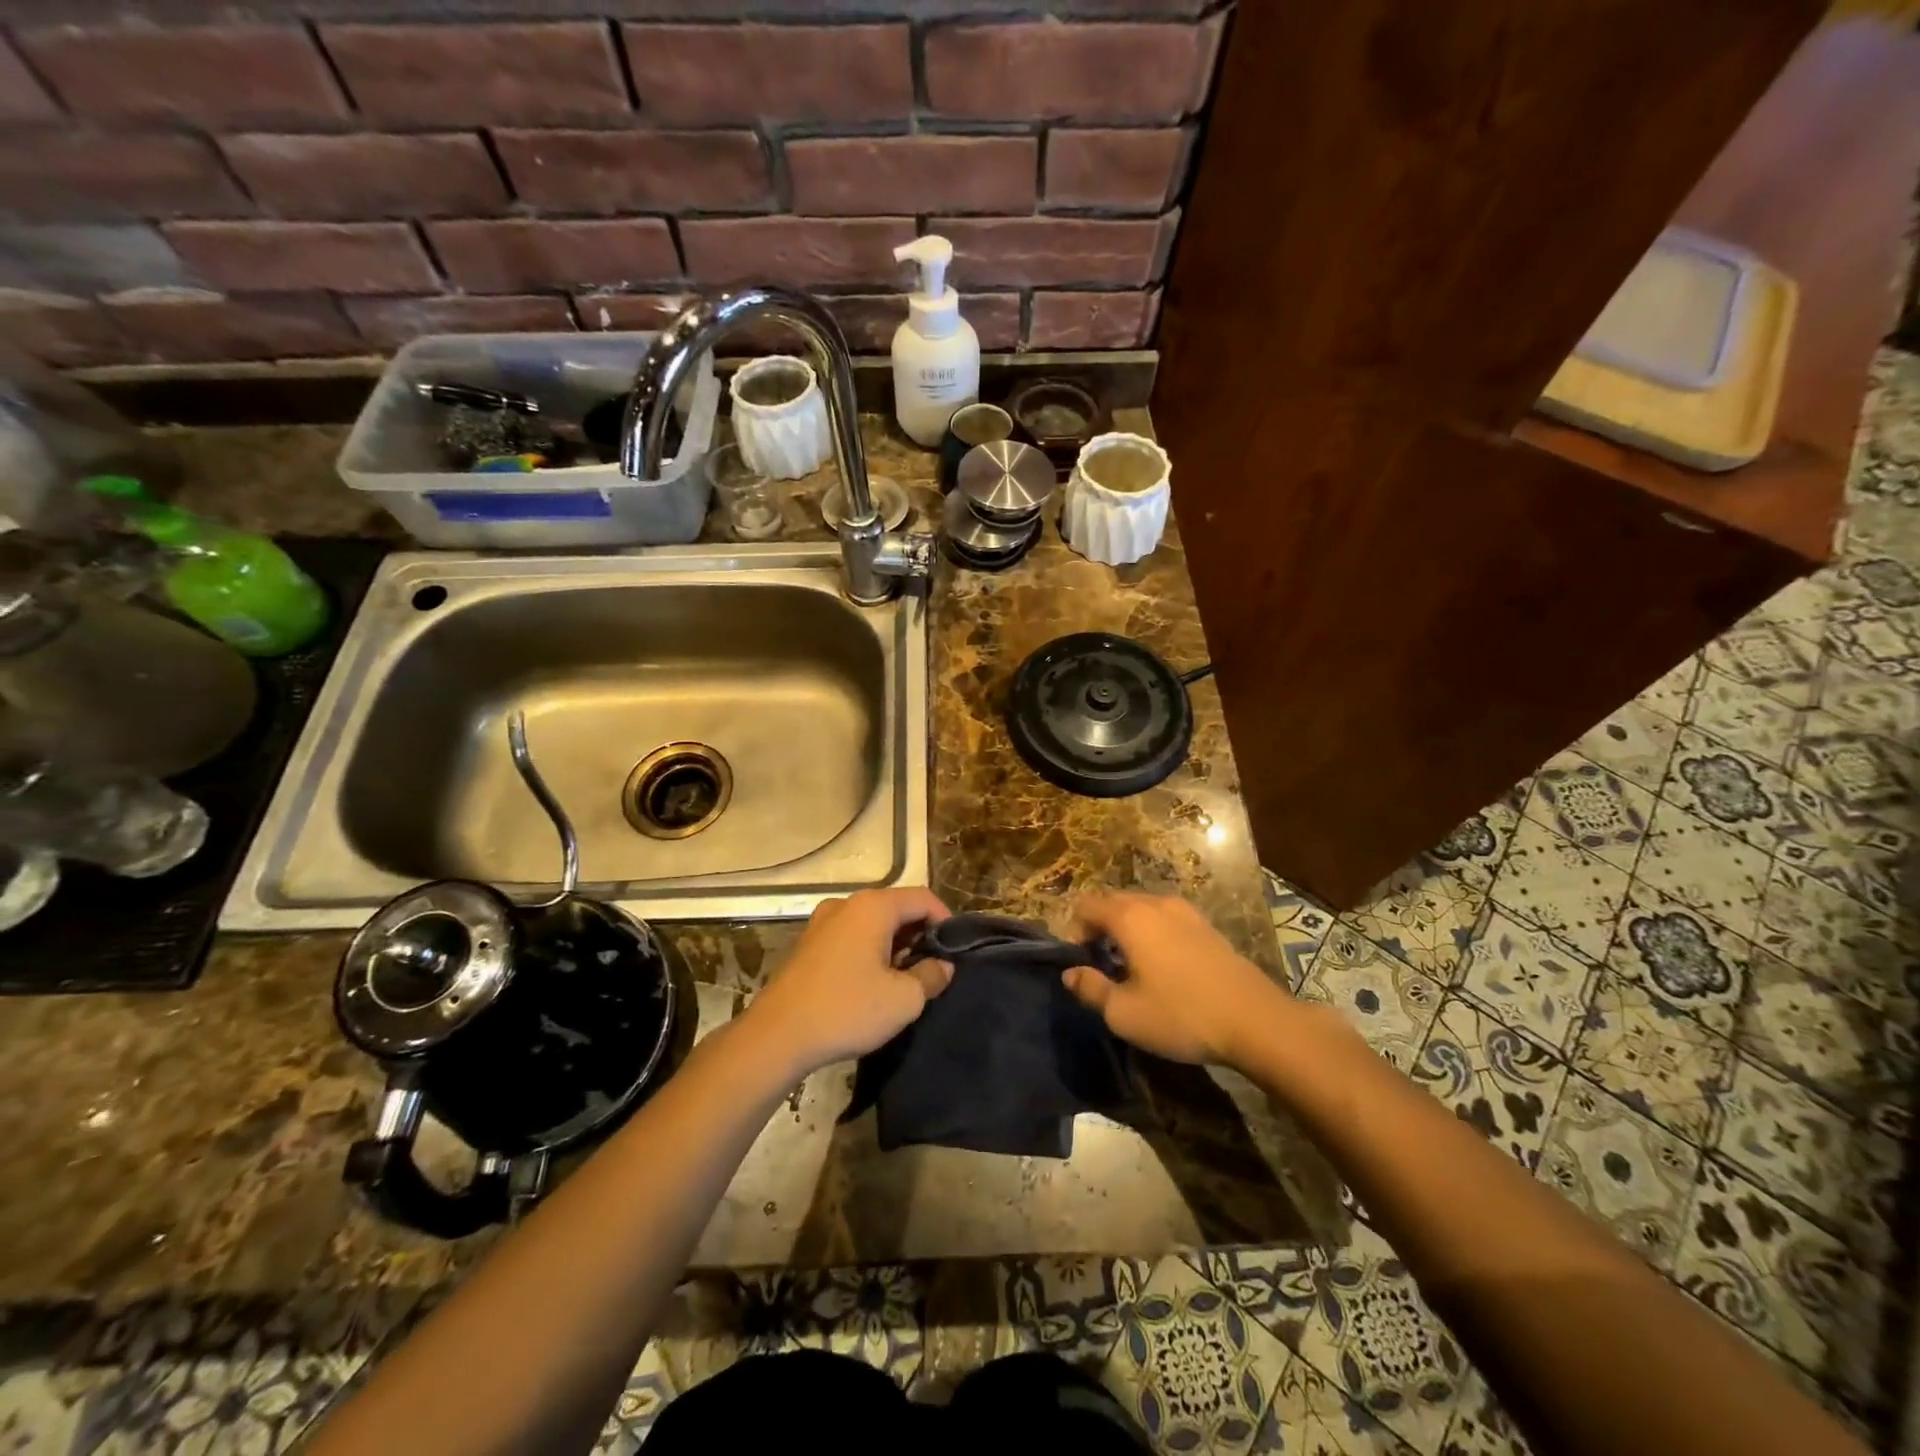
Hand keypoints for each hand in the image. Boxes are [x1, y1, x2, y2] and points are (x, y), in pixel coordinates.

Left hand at [742, 888, 953, 1076]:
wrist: (777, 1036)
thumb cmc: (847, 1010)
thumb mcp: (904, 999)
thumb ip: (932, 976)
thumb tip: (943, 966)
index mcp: (873, 906)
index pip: (922, 898)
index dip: (946, 921)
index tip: (955, 952)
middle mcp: (846, 904)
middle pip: (897, 908)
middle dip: (920, 934)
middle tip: (933, 968)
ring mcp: (822, 922)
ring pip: (873, 923)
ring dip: (895, 945)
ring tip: (906, 980)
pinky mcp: (808, 945)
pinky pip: (851, 937)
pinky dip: (870, 951)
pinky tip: (873, 984)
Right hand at [1063, 893, 1290, 1066]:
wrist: (1255, 1020)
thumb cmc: (1181, 1015)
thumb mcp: (1124, 1013)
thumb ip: (1090, 989)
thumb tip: (1070, 973)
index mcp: (1129, 917)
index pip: (1086, 905)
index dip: (1074, 931)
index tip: (1082, 963)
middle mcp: (1155, 903)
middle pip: (1114, 902)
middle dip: (1100, 928)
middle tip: (1103, 966)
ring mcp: (1186, 912)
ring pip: (1142, 909)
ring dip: (1128, 930)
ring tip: (1133, 967)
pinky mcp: (1207, 926)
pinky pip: (1166, 919)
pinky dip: (1154, 933)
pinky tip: (1165, 968)